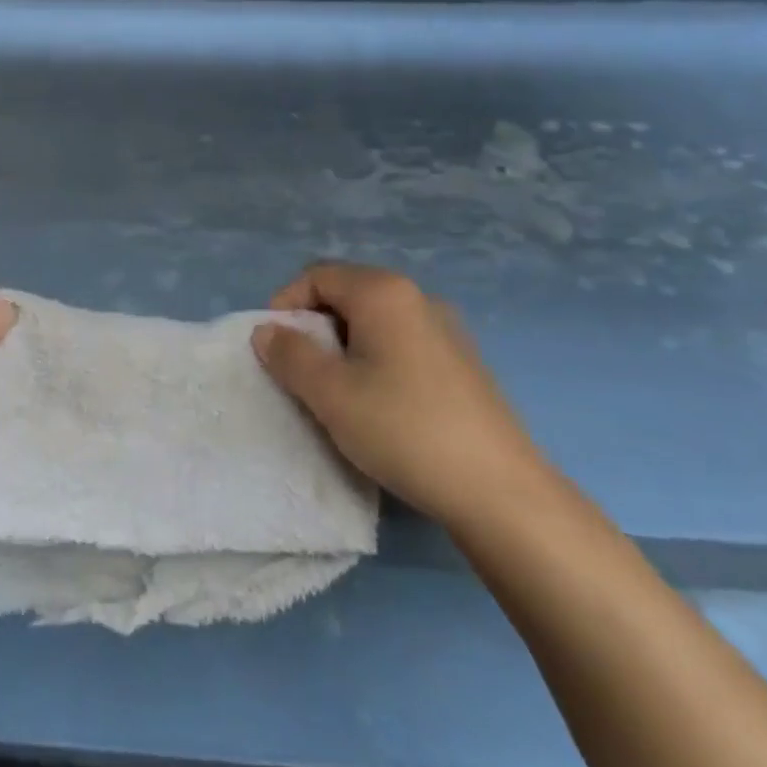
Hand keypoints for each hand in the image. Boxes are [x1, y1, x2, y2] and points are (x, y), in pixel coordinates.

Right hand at [252, 262, 549, 526]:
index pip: (317, 275)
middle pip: (347, 294)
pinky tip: (379, 403)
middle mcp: (417, 298)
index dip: (286, 305)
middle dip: (314, 327)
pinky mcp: (461, 362)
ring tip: (336, 392)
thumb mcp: (330, 393)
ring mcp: (445, 329)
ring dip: (343, 346)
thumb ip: (290, 355)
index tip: (275, 349)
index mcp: (384, 292)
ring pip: (374, 321)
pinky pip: (401, 342)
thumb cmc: (403, 429)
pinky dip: (375, 359)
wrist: (499, 492)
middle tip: (301, 372)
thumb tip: (266, 331)